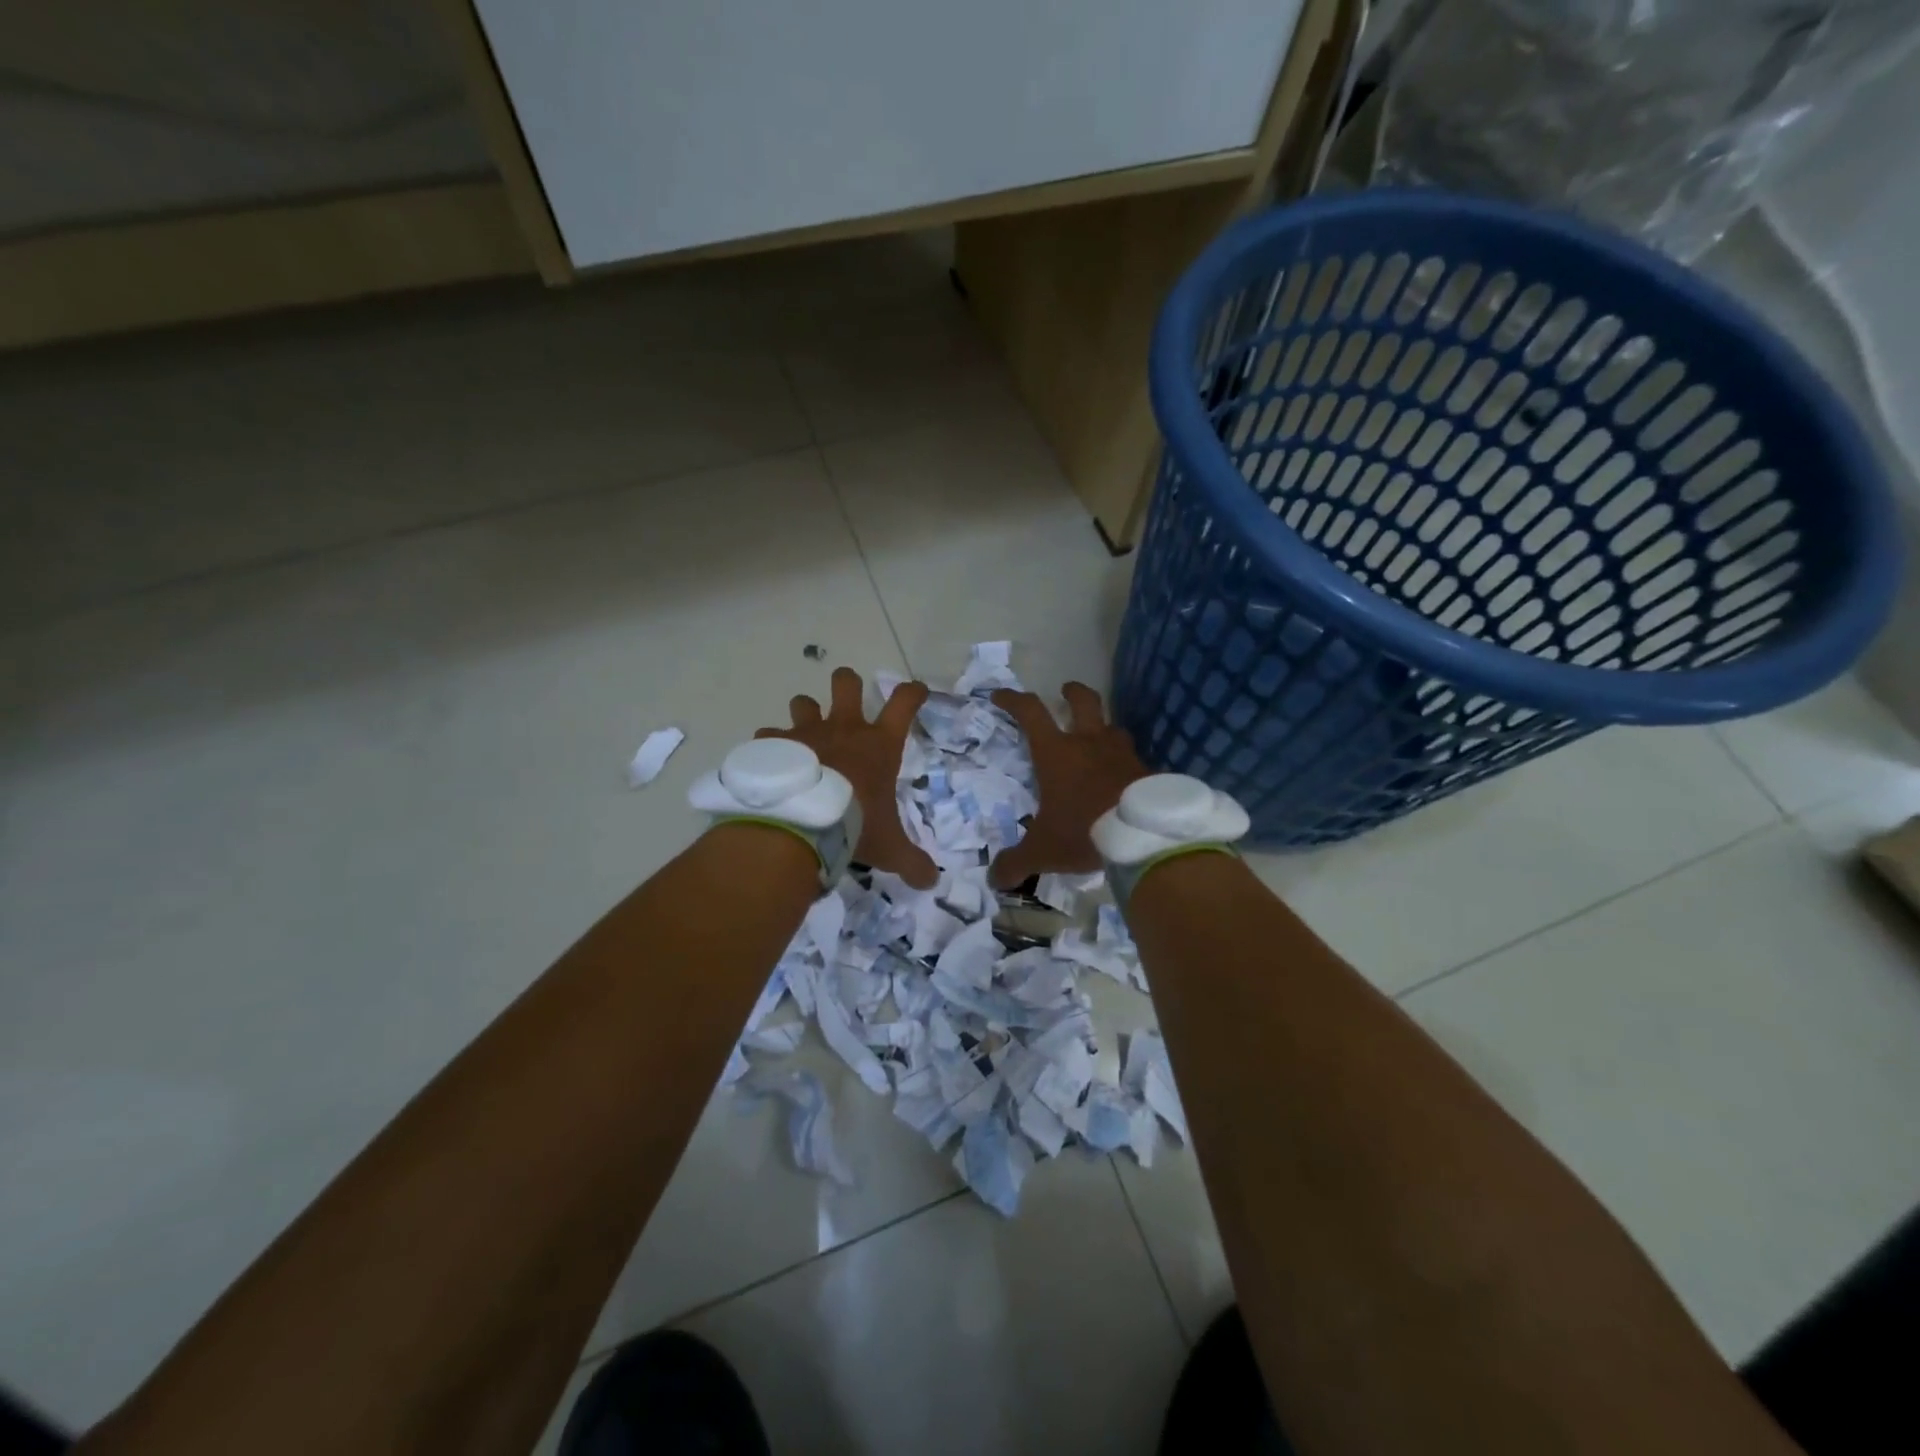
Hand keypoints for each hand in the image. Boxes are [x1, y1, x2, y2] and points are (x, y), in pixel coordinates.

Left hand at [758, 667, 937, 888]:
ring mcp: (805, 733)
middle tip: (848, 700)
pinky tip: (771, 763)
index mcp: (878, 745)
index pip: (904, 703)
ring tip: (803, 734)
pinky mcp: (774, 745)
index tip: (916, 690)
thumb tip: (931, 882)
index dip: (912, 692)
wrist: (799, 824)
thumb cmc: (854, 826)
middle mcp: (843, 729)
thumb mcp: (888, 848)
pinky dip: (771, 747)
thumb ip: (910, 862)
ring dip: (805, 712)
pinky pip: (769, 736)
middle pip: (847, 683)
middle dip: (848, 683)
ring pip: (803, 701)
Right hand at [989, 682, 1148, 888]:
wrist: (1143, 835)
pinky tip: (1125, 778)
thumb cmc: (1083, 831)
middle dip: (1072, 692)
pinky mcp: (1147, 770)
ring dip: (1103, 728)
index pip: (1030, 712)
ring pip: (1113, 727)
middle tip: (1066, 690)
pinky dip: (1126, 763)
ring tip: (1099, 739)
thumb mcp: (1043, 850)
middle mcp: (1090, 743)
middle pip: (1083, 701)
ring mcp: (1122, 753)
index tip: (1000, 696)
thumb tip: (994, 880)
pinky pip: (1134, 758)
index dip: (1013, 700)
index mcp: (1056, 752)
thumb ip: (1016, 863)